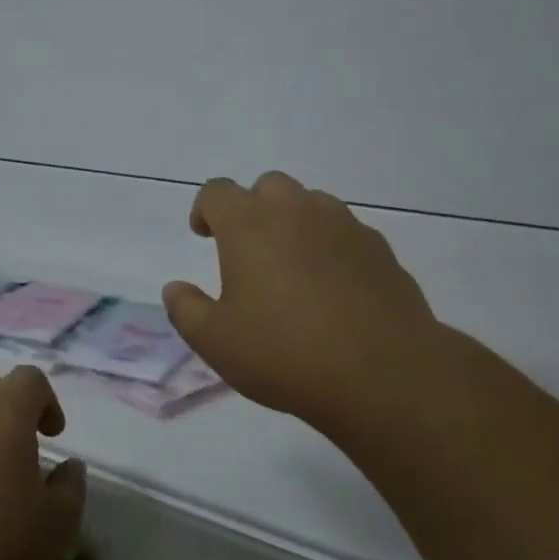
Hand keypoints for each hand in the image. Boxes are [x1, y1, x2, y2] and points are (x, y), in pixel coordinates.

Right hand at [162, 171, 450, 433]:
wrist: (383, 373)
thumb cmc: (285, 353)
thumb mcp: (216, 341)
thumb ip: (186, 309)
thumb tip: (175, 288)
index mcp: (249, 224)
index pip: (217, 191)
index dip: (205, 209)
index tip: (204, 235)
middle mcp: (295, 211)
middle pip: (267, 186)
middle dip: (252, 208)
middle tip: (248, 250)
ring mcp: (343, 225)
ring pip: (311, 203)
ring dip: (294, 222)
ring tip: (292, 267)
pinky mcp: (380, 248)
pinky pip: (345, 231)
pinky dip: (330, 246)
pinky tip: (333, 287)